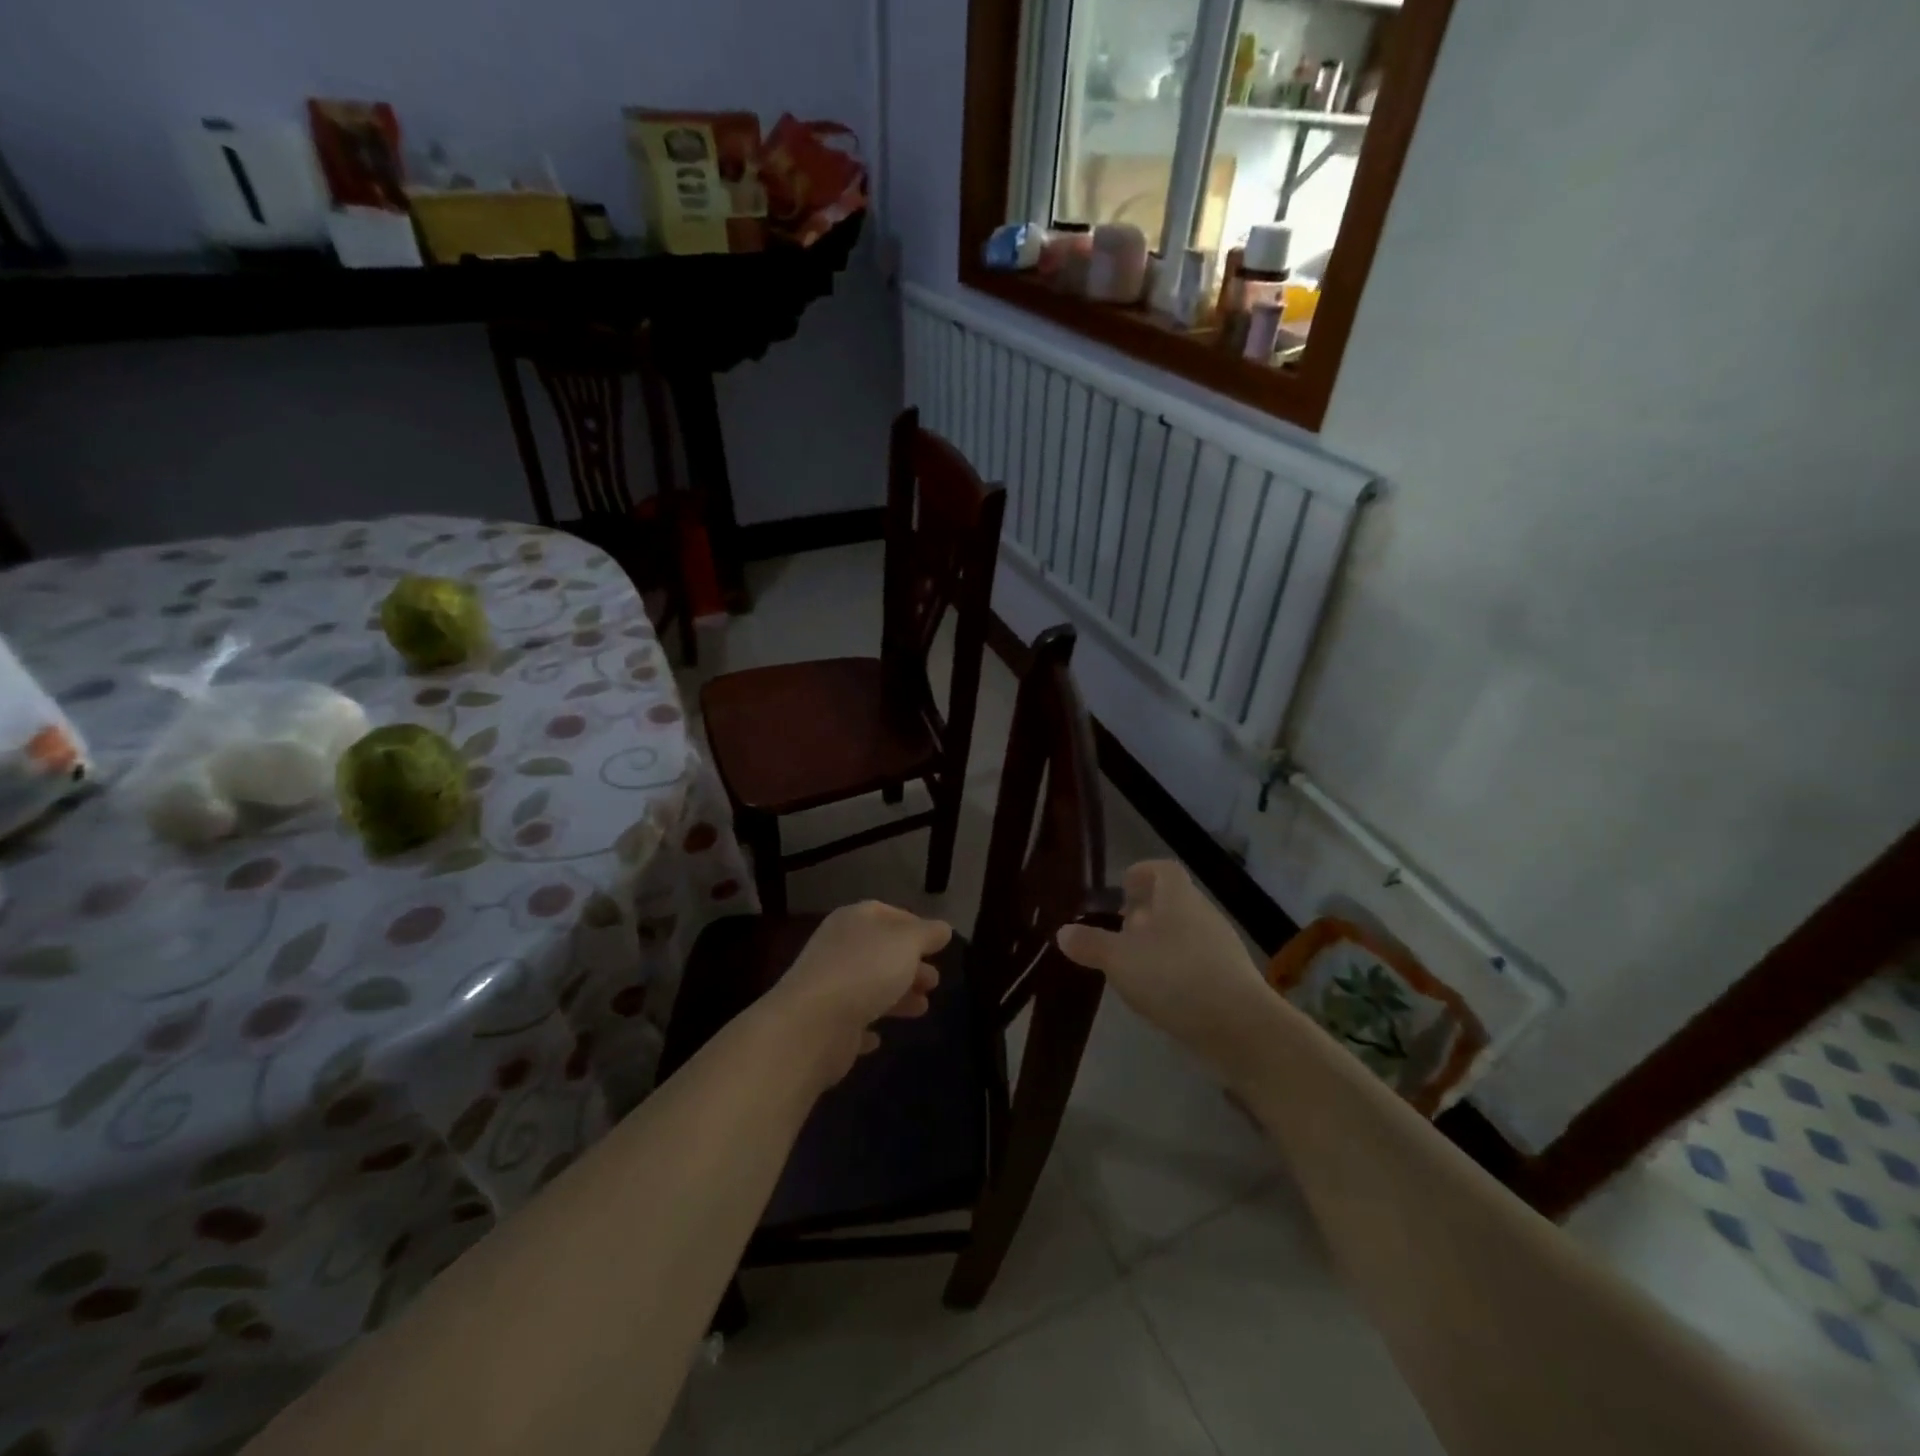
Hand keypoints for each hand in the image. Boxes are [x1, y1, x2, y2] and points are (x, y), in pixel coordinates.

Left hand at [763, 901, 951, 1088]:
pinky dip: (867, 1026)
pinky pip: (851, 1021)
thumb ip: (927, 933)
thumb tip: (942, 928)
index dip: (913, 925)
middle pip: (880, 952)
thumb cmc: (865, 971)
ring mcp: (828, 986)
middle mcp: (838, 948)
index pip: (886, 913)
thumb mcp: (907, 943)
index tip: (936, 943)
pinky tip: (880, 1038)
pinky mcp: (824, 1025)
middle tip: (934, 981)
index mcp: (854, 920)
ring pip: (869, 986)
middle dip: (910, 964)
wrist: (813, 1025)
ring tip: (923, 1008)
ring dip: (897, 995)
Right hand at [1056, 860, 1273, 1082]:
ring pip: (1184, 933)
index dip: (1142, 873)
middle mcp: (1203, 914)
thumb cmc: (1174, 977)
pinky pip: (1197, 962)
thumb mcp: (1120, 960)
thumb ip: (1090, 944)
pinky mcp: (1231, 979)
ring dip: (1159, 944)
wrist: (1240, 1028)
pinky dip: (1176, 969)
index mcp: (1178, 898)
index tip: (1122, 887)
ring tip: (1133, 966)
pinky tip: (1160, 993)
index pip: (1162, 870)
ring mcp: (1221, 947)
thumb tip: (1063, 932)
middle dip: (1145, 913)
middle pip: (1173, 902)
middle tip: (1119, 931)